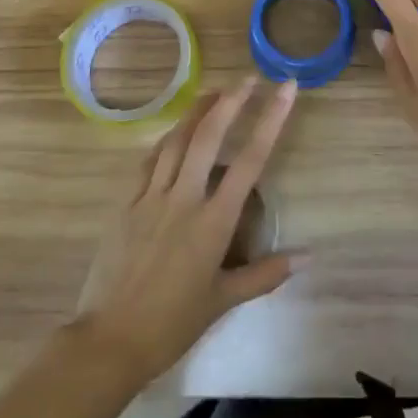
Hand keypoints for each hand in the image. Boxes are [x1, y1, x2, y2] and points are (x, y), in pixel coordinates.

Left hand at [72, 77, 300, 383]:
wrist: (110, 339)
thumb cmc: (172, 323)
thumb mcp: (224, 300)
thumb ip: (265, 273)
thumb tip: (307, 256)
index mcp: (214, 221)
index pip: (250, 159)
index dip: (271, 119)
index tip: (285, 89)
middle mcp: (185, 198)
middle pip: (209, 136)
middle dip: (231, 101)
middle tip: (248, 78)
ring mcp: (152, 197)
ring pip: (176, 140)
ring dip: (197, 111)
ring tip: (214, 92)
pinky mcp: (127, 203)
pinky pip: (149, 161)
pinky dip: (166, 141)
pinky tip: (174, 133)